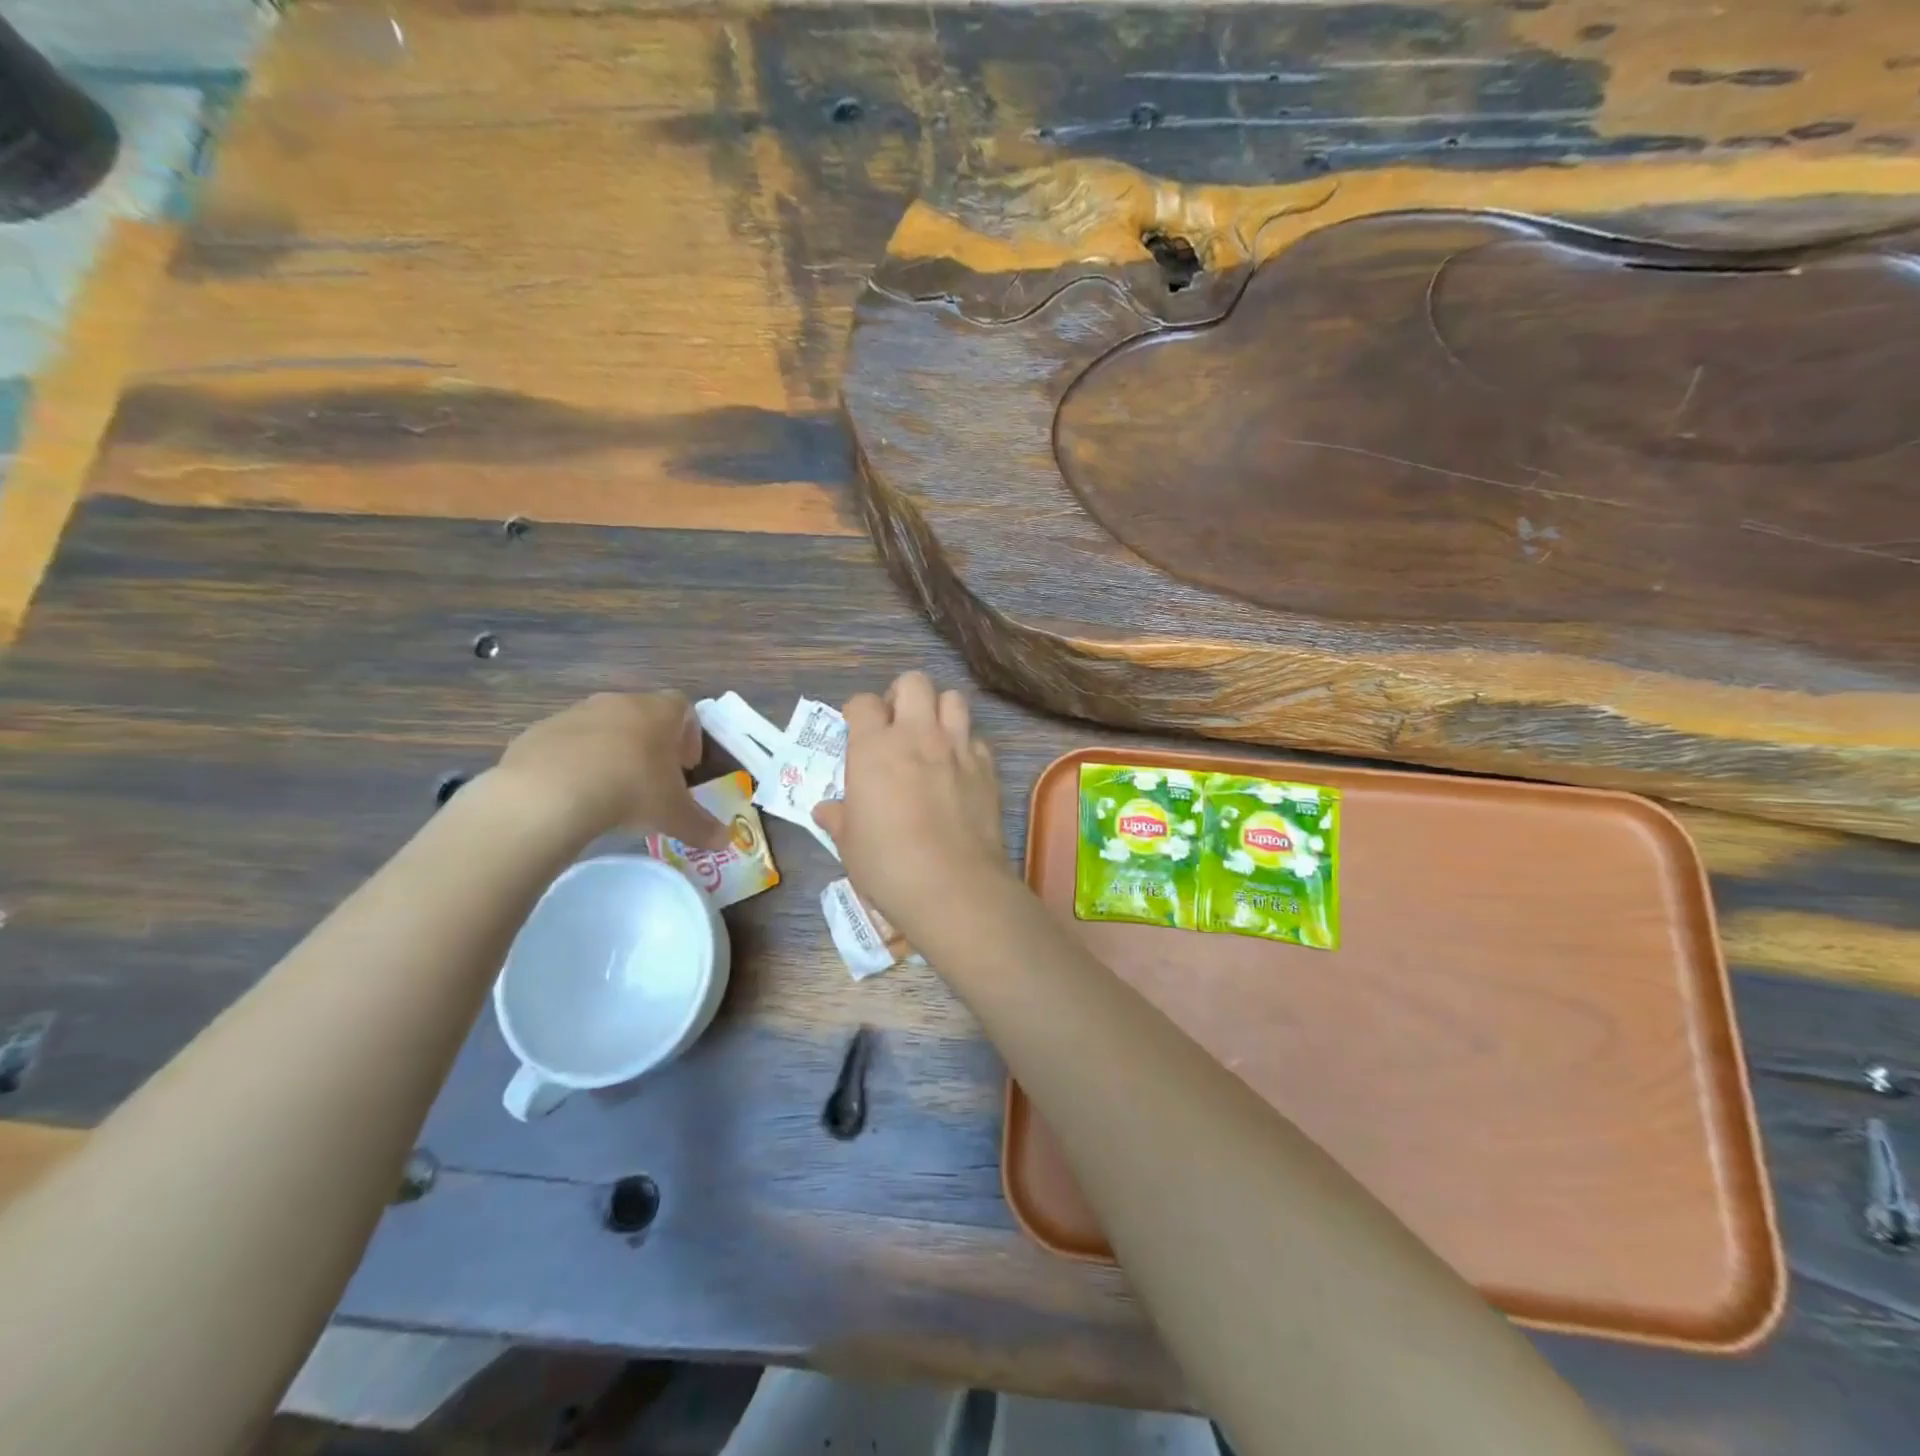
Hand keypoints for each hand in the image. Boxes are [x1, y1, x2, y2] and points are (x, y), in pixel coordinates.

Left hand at [493, 692, 728, 847]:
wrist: (549, 794)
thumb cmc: (631, 791)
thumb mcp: (674, 815)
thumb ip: (702, 826)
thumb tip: (725, 841)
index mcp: (658, 712)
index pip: (684, 708)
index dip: (689, 735)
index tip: (687, 766)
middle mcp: (618, 703)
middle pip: (643, 714)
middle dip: (651, 743)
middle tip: (653, 778)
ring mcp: (575, 714)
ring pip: (602, 726)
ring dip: (611, 750)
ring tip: (611, 787)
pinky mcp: (539, 731)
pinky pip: (566, 743)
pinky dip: (574, 761)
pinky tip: (573, 792)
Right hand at [813, 671, 1011, 935]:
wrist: (952, 885)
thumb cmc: (887, 864)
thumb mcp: (848, 843)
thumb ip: (838, 817)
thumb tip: (825, 810)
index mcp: (875, 747)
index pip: (863, 702)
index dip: (857, 712)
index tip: (856, 730)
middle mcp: (918, 735)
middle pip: (913, 682)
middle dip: (902, 696)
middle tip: (896, 726)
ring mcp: (957, 748)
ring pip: (953, 698)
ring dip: (939, 710)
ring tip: (931, 738)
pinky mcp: (987, 767)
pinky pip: (976, 738)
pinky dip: (965, 745)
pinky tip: (958, 770)